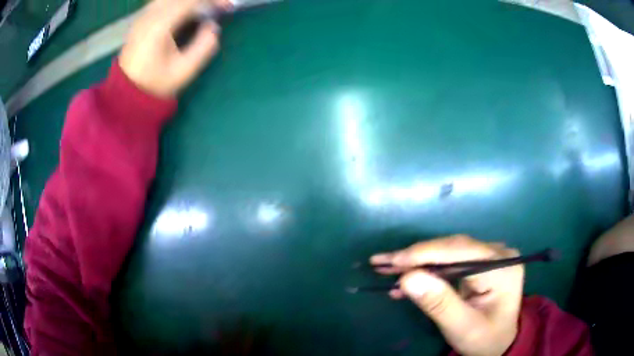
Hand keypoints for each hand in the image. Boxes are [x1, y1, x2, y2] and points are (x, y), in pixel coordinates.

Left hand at [119, 0, 229, 97]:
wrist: (127, 93)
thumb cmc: (156, 83)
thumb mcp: (185, 71)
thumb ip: (204, 46)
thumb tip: (212, 26)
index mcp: (160, 26)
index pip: (191, 1)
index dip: (212, 1)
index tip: (228, 6)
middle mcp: (150, 15)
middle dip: (202, 0)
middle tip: (218, 6)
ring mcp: (143, 16)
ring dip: (188, 1)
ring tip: (202, 8)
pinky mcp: (141, 19)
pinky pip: (162, 1)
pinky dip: (176, 3)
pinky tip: (185, 10)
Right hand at [371, 235, 522, 355]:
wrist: (499, 342)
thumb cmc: (485, 339)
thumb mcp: (463, 328)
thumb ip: (439, 303)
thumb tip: (408, 278)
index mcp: (501, 266)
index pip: (460, 251)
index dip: (424, 253)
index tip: (392, 261)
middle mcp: (497, 253)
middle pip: (451, 248)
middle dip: (415, 257)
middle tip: (381, 262)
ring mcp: (489, 256)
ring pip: (447, 253)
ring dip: (416, 262)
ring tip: (386, 267)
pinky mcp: (480, 263)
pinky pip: (449, 262)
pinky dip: (426, 271)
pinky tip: (406, 280)